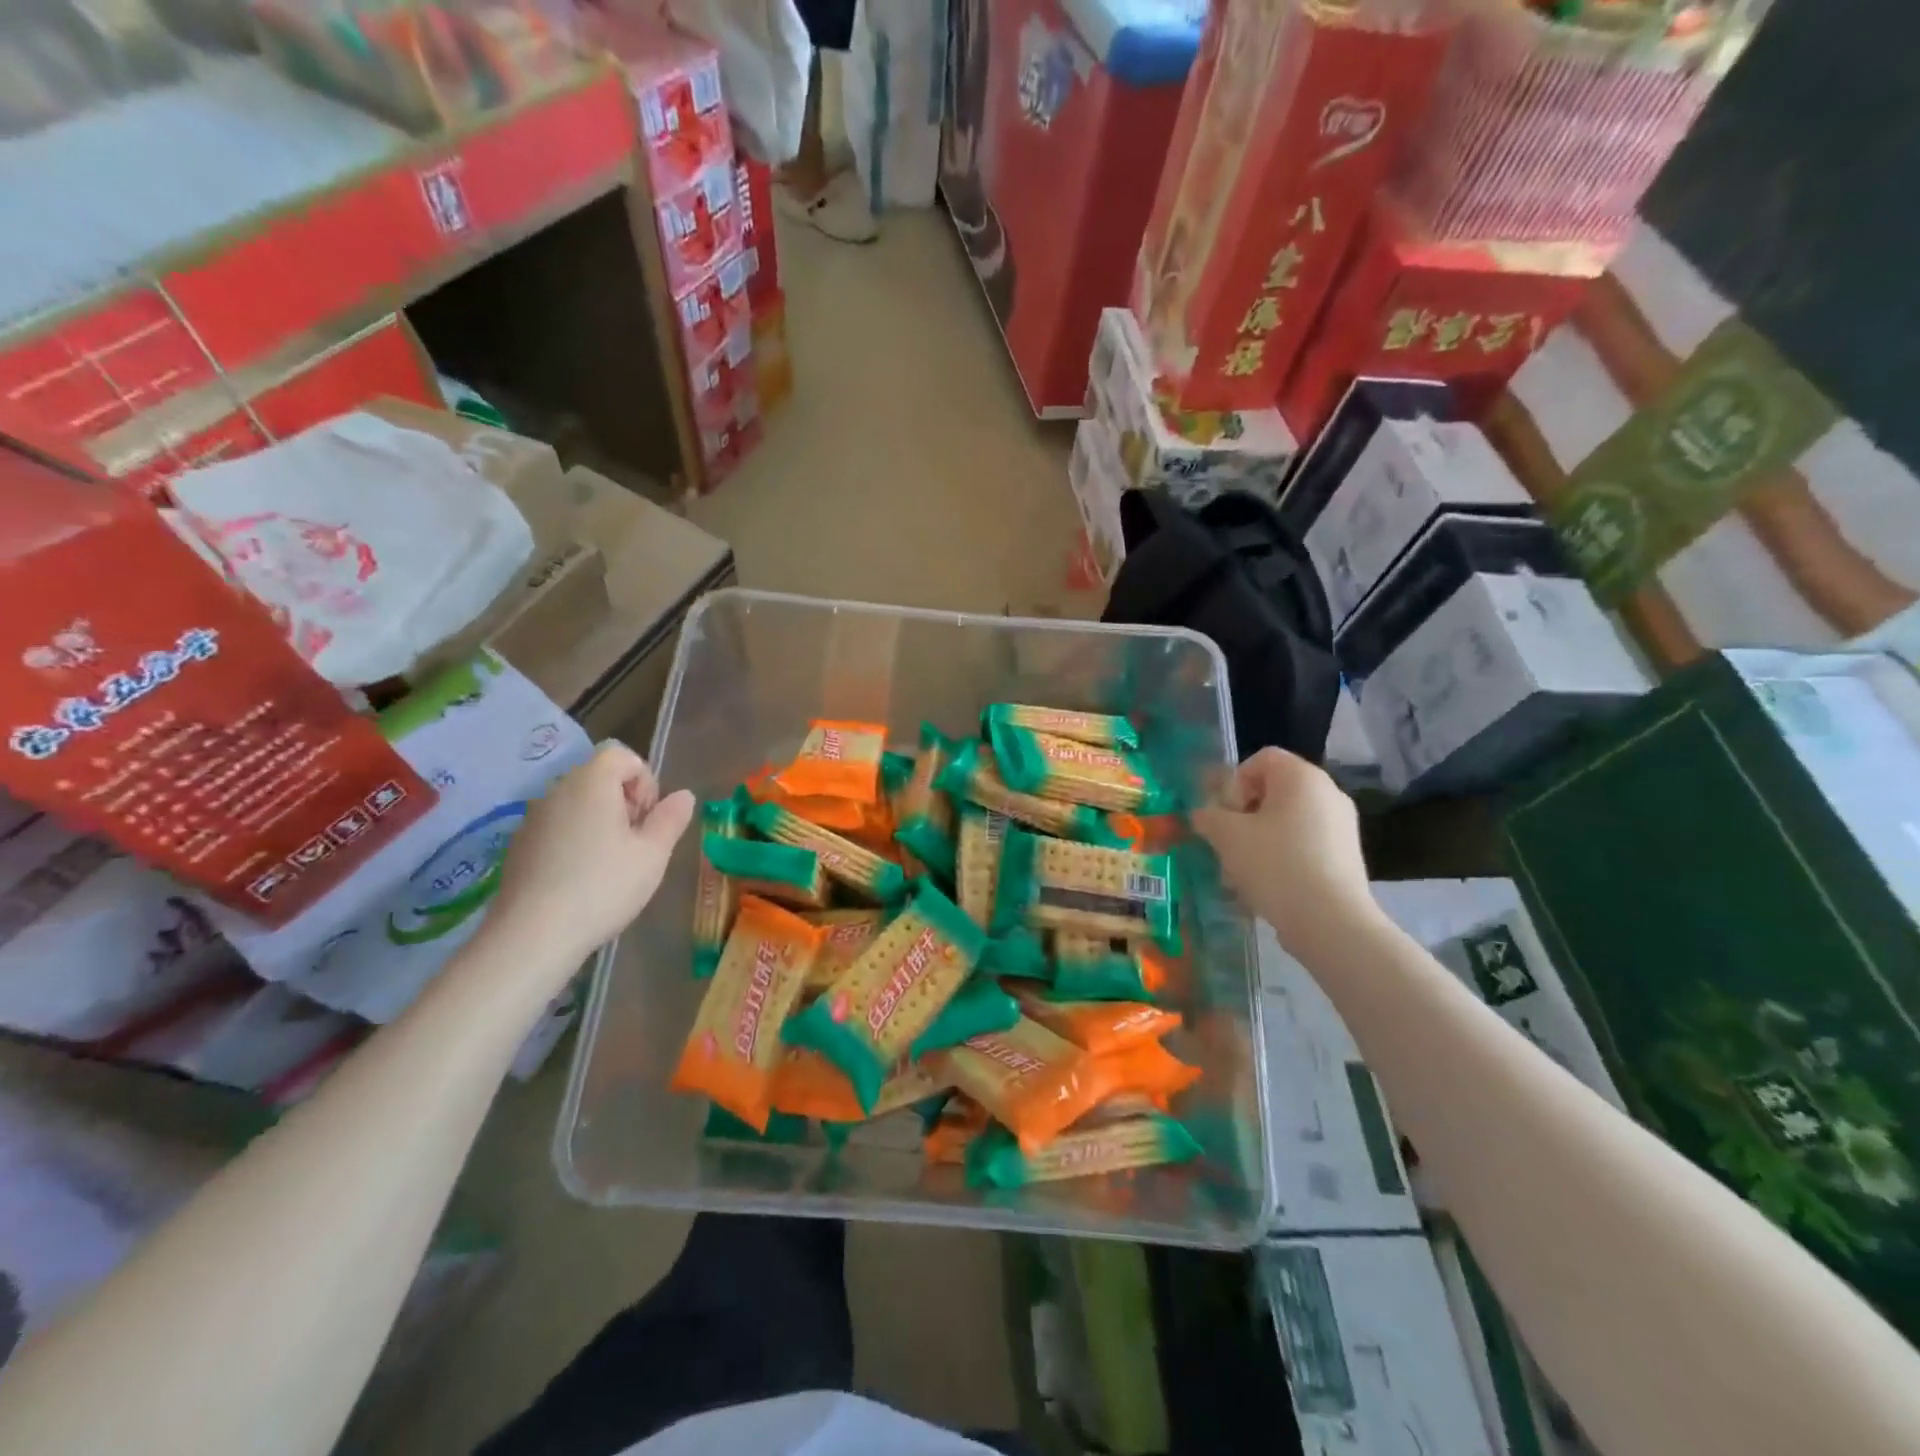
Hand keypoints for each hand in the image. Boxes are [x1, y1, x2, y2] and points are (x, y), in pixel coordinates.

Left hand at [489, 743, 695, 973]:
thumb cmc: (603, 886)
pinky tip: (582, 879)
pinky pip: (557, 828)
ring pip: (578, 804)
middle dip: (625, 802)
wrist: (532, 936)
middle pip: (599, 777)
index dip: (645, 781)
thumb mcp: (654, 854)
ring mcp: (533, 818)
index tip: (648, 820)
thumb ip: (671, 818)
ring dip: (601, 822)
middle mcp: (558, 790)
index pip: (622, 755)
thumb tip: (684, 795)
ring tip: (612, 864)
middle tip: (637, 844)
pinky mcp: (519, 846)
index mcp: (591, 783)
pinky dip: (575, 841)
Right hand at [1191, 748, 1375, 959]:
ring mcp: (1341, 827)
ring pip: (1285, 822)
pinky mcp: (1345, 858)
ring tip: (1240, 873)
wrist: (1330, 922)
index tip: (1224, 815)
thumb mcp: (1227, 835)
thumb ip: (1209, 816)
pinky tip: (1265, 887)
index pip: (1261, 759)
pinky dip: (1280, 858)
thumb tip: (1204, 815)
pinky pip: (1303, 846)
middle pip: (1273, 792)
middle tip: (1226, 844)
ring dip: (1257, 840)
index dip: (1234, 782)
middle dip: (1242, 816)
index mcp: (1302, 777)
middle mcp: (1328, 794)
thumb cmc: (1275, 864)